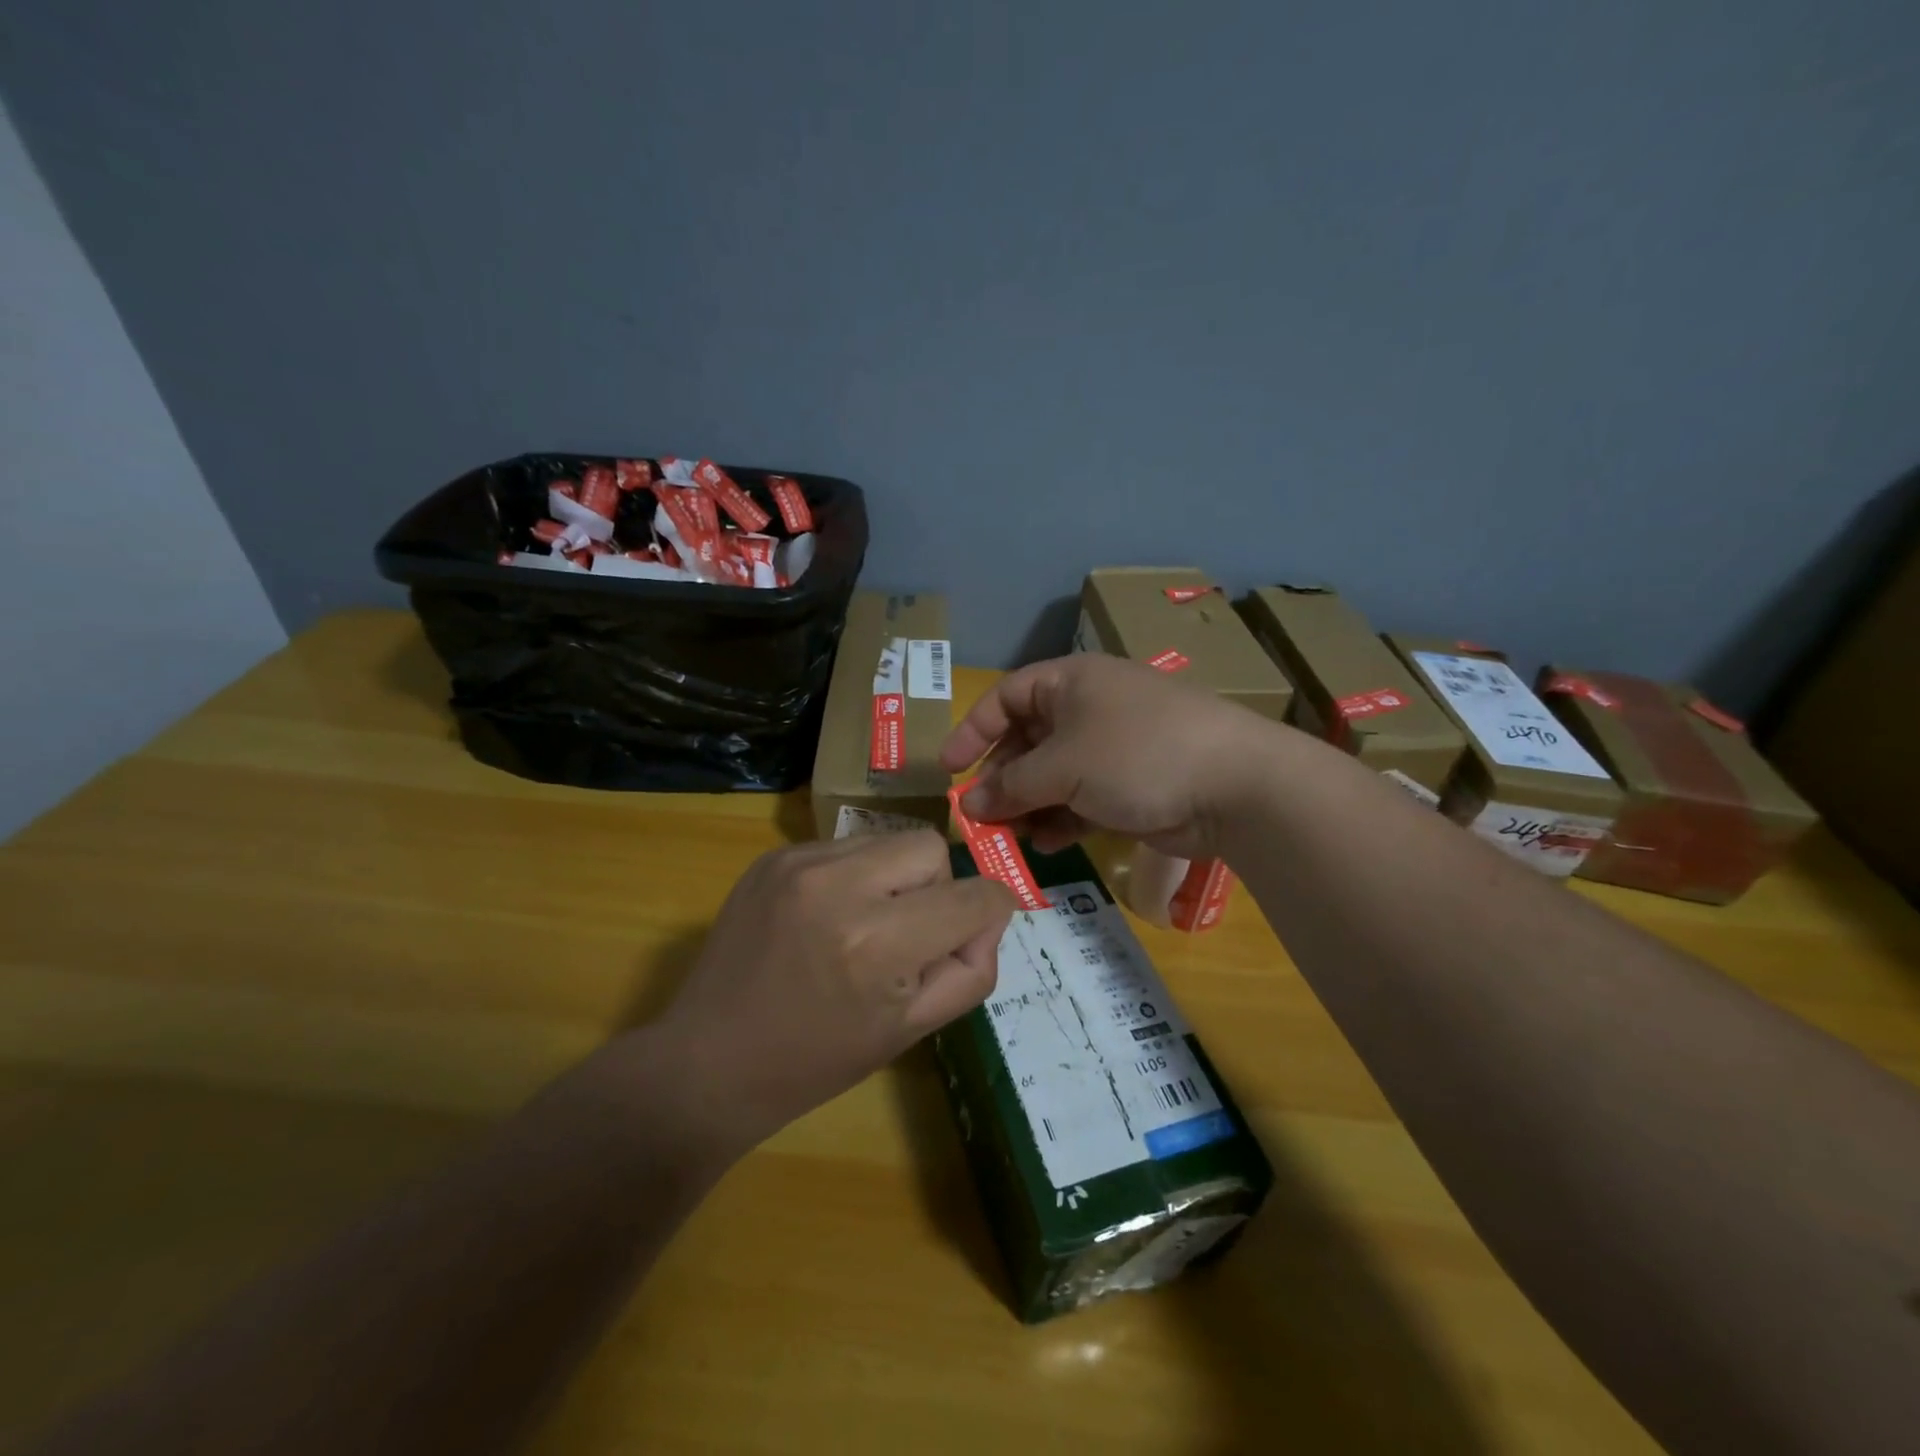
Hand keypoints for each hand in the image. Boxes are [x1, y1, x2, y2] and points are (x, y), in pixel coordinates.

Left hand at [656, 832, 1015, 1150]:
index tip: (971, 937)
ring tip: (862, 926)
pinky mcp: (774, 857)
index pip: (975, 897)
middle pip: (931, 847)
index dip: (990, 915)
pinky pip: (845, 847)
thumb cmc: (816, 1061)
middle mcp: (839, 885)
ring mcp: (799, 863)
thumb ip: (970, 971)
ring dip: (893, 879)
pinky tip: (826, 918)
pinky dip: (854, 877)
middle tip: (907, 936)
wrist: (708, 1061)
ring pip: (888, 840)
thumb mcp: (910, 1031)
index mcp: (877, 942)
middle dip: (937, 888)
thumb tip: (988, 919)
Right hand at [940, 653, 1284, 858]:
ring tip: (1009, 837)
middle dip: (1002, 779)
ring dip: (1028, 806)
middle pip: (1028, 741)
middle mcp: (1089, 709)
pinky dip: (1061, 820)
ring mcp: (1112, 749)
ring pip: (1053, 776)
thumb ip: (1012, 786)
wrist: (1233, 785)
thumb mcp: (1063, 765)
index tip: (948, 768)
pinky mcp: (1131, 787)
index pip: (1007, 697)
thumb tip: (970, 805)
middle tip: (980, 815)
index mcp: (1071, 683)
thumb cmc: (1135, 754)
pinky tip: (1046, 844)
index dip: (973, 730)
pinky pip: (1081, 800)